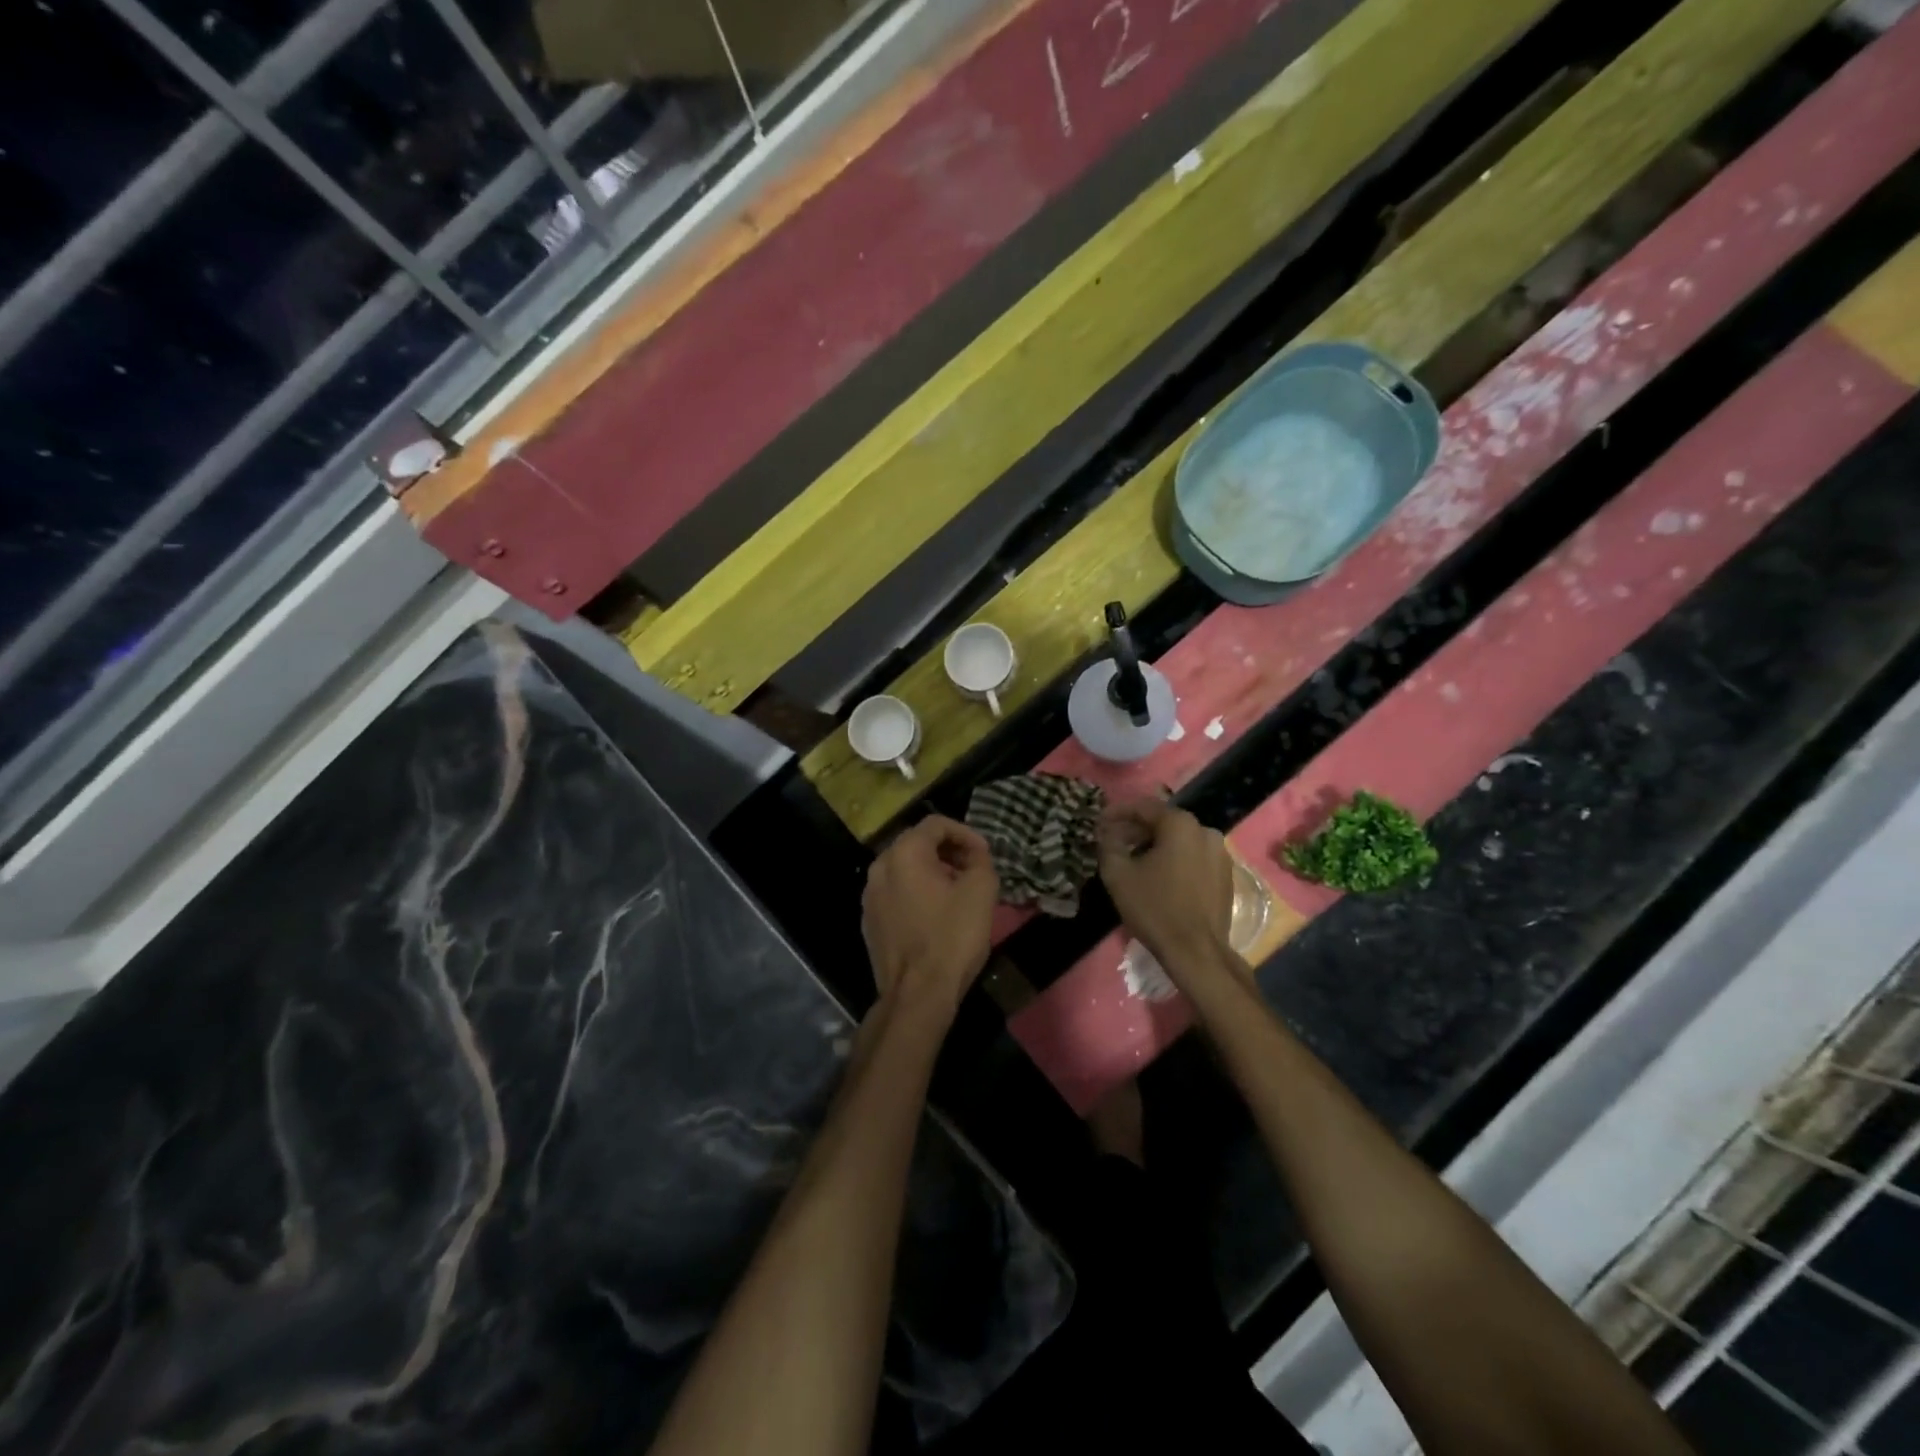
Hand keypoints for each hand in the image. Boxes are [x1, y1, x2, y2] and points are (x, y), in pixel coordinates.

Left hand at [862, 816, 999, 1016]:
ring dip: (932, 872)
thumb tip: (975, 855)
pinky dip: (916, 893)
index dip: (965, 833)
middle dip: (948, 852)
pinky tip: (936, 914)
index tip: (984, 854)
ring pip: (904, 869)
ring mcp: (869, 896)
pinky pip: (896, 893)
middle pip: (917, 843)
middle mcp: (880, 867)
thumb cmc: (952, 937)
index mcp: (904, 853)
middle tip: (973, 870)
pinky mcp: (869, 921)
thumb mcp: (981, 891)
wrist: (917, 994)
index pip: (936, 824)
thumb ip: (980, 861)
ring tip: (957, 892)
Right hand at [1096, 798, 1233, 966]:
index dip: (1117, 812)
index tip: (1099, 823)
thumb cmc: (1154, 907)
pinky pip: (1194, 857)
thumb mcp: (1118, 873)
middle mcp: (1205, 831)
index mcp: (1181, 824)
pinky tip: (1159, 876)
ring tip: (1135, 860)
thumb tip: (1107, 831)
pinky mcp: (1226, 876)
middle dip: (1137, 829)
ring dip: (1156, 845)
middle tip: (1114, 841)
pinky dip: (1175, 860)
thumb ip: (1108, 843)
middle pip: (1164, 822)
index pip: (1143, 807)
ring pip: (1180, 840)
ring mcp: (1221, 854)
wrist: (1196, 951)